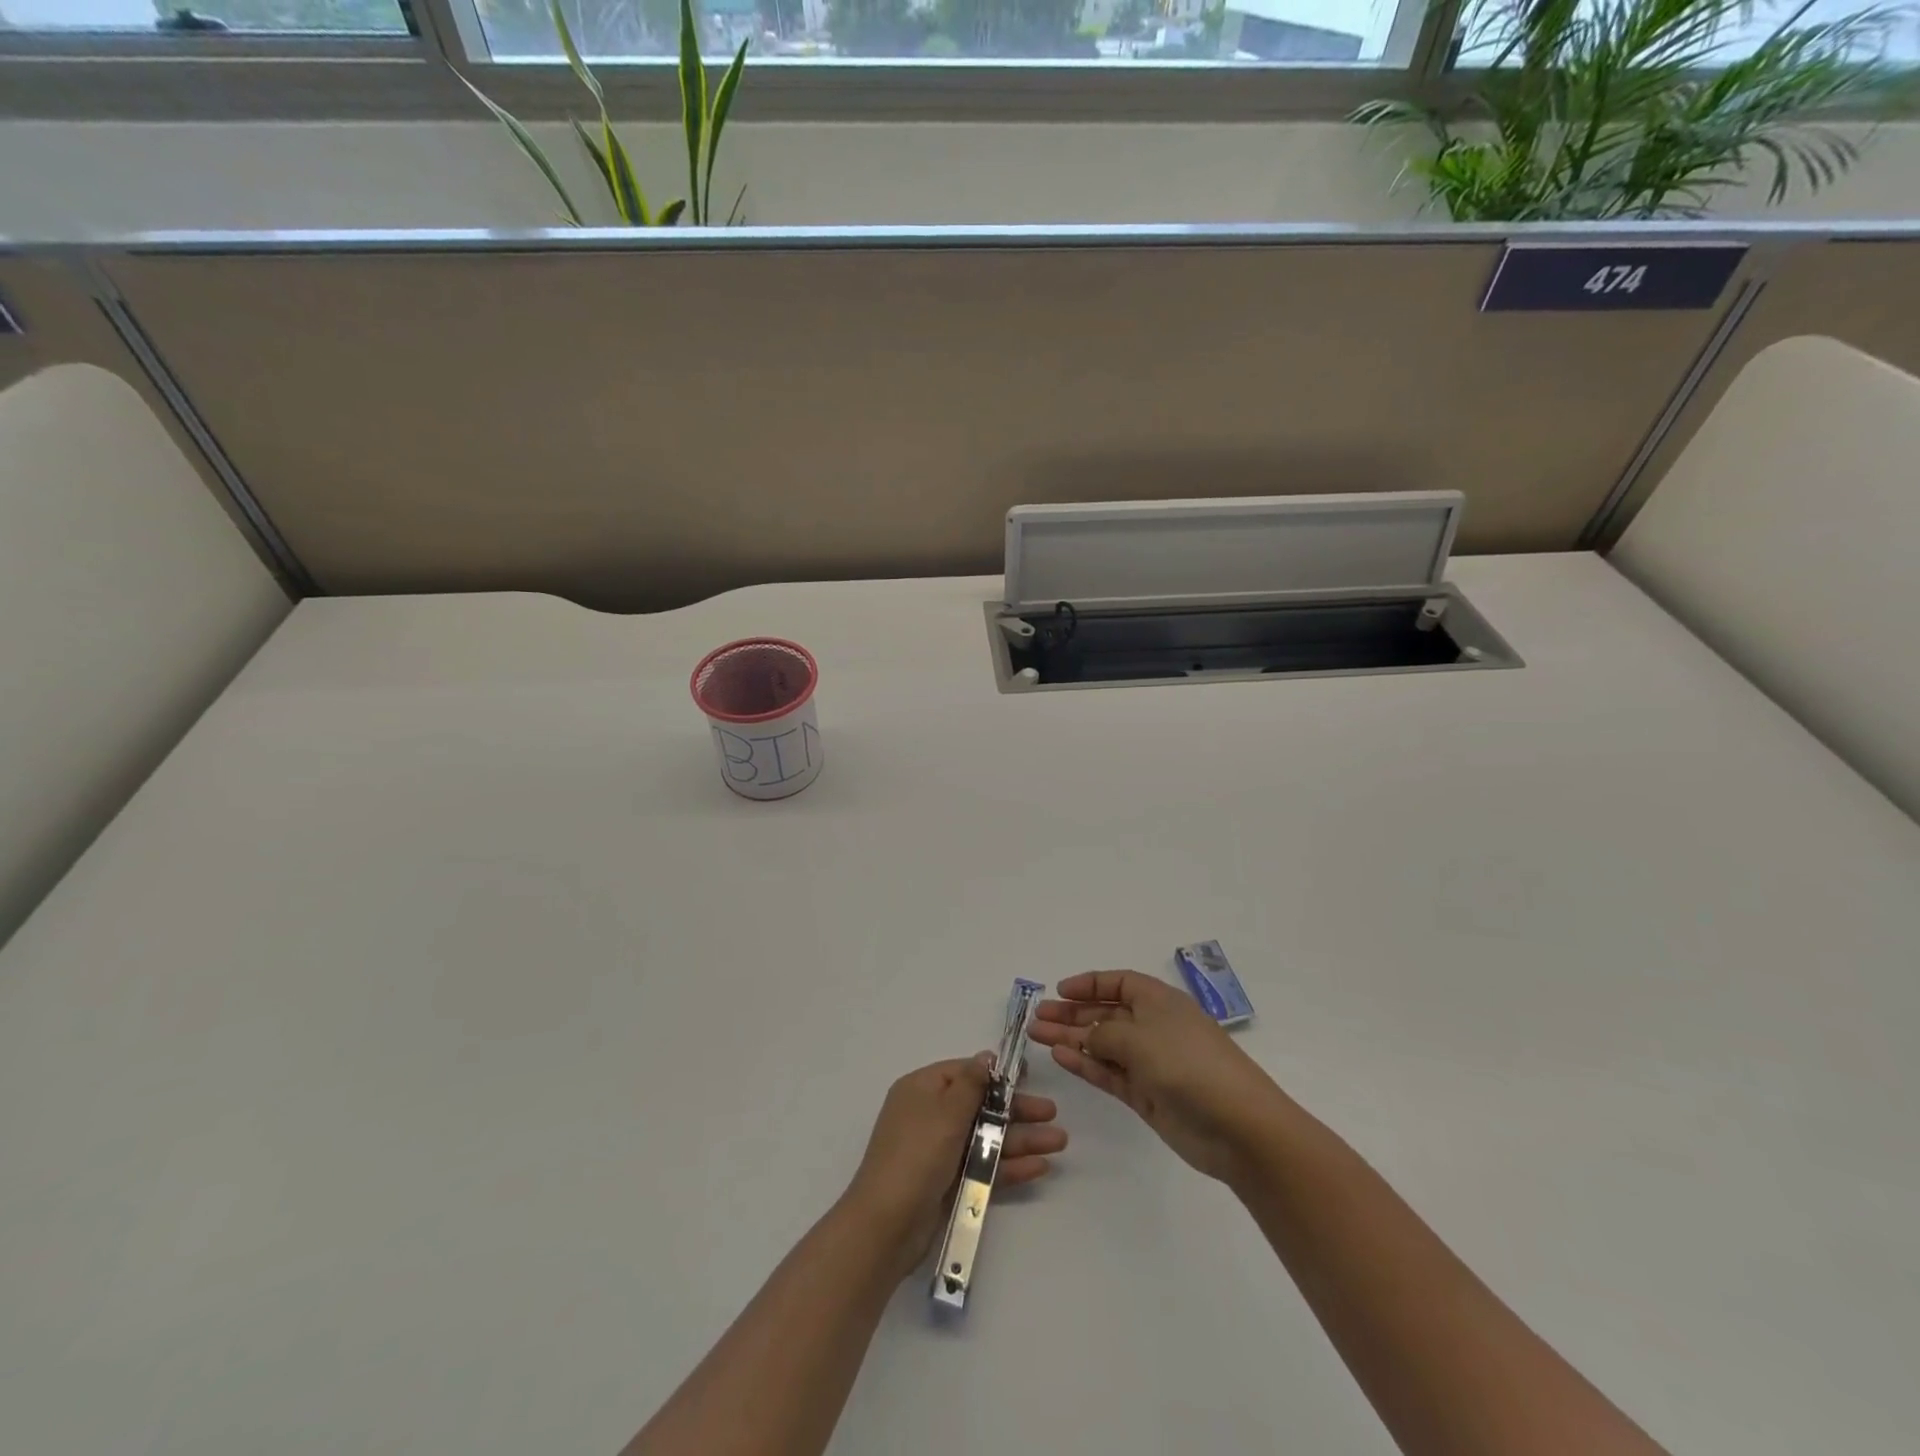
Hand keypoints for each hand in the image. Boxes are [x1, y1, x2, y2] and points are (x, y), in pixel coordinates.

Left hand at [844, 1054, 1065, 1277]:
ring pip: (986, 1138)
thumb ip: (971, 1084)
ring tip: (1059, 1142)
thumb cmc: (917, 1155)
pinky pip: (983, 1166)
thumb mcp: (946, 1112)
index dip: (996, 1075)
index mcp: (922, 1089)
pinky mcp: (948, 1183)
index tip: (1027, 1077)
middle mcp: (930, 1116)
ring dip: (1021, 1138)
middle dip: (1017, 1110)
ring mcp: (939, 1151)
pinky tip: (1040, 1166)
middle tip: (1053, 1113)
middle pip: (980, 1106)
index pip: (964, 1073)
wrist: (886, 1226)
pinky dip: (1009, 1165)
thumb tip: (985, 1057)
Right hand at [1029, 970, 1291, 1184]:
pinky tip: (1060, 1056)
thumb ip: (1103, 1033)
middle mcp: (1154, 1027)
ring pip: (1103, 1044)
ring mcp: (1150, 1063)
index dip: (1089, 984)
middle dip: (1072, 1013)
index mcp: (1159, 1001)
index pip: (1119, 983)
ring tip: (1036, 1035)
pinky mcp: (1147, 1095)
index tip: (1058, 990)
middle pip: (1106, 1013)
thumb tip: (1085, 1035)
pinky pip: (1109, 1072)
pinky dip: (1085, 1064)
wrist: (1236, 1125)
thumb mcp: (1139, 1037)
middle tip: (1037, 1017)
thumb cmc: (1188, 1063)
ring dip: (1072, 1038)